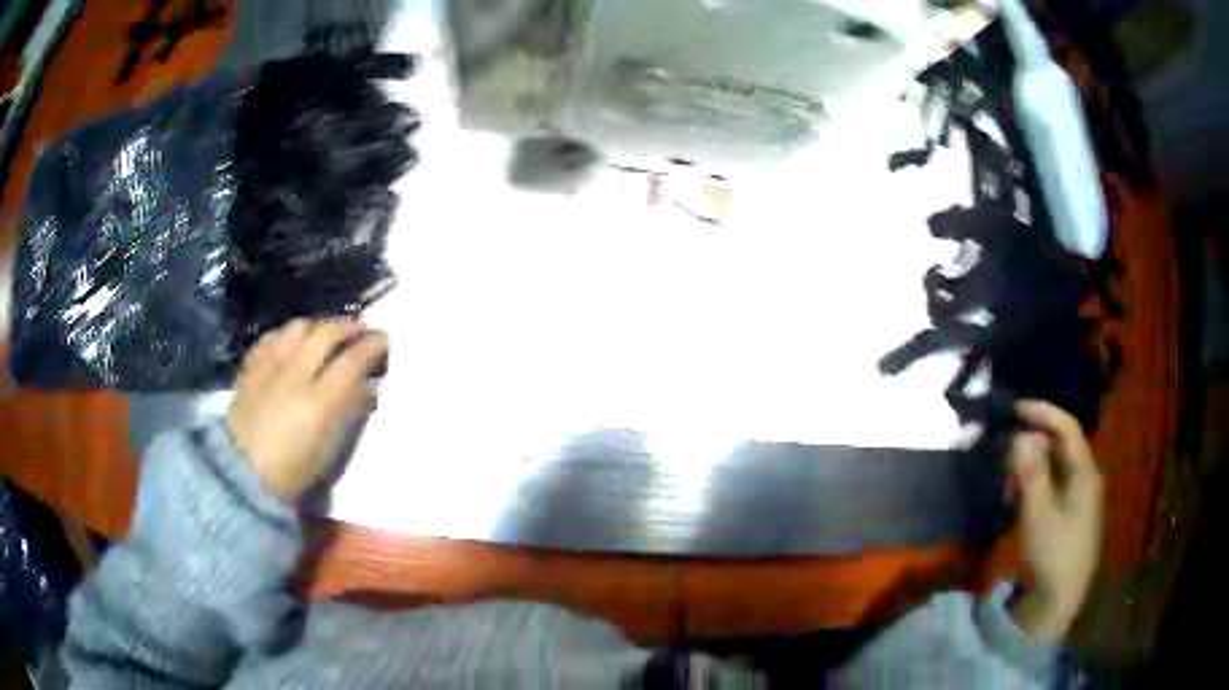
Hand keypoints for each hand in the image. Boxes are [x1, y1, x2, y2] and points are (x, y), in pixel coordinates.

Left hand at [227, 319, 388, 502]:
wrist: (242, 475)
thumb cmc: (293, 473)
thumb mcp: (331, 451)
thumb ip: (351, 412)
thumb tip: (369, 385)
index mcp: (319, 402)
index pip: (354, 358)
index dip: (374, 345)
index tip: (384, 342)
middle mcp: (295, 374)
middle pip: (327, 332)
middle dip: (350, 327)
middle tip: (362, 331)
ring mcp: (269, 367)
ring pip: (299, 326)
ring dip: (319, 326)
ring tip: (326, 335)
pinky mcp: (250, 366)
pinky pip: (273, 336)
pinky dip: (289, 334)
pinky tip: (293, 342)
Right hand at [1008, 400, 1104, 642]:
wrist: (1060, 600)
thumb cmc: (1052, 554)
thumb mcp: (1038, 514)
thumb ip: (1032, 473)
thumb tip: (1022, 434)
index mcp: (1085, 473)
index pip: (1067, 428)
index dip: (1043, 412)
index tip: (1015, 409)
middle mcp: (1086, 478)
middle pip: (1061, 446)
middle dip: (1033, 444)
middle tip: (1006, 458)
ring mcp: (1080, 498)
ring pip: (1056, 466)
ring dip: (1032, 466)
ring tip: (1008, 485)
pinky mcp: (1071, 514)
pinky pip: (1054, 485)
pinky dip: (1036, 484)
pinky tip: (1019, 500)